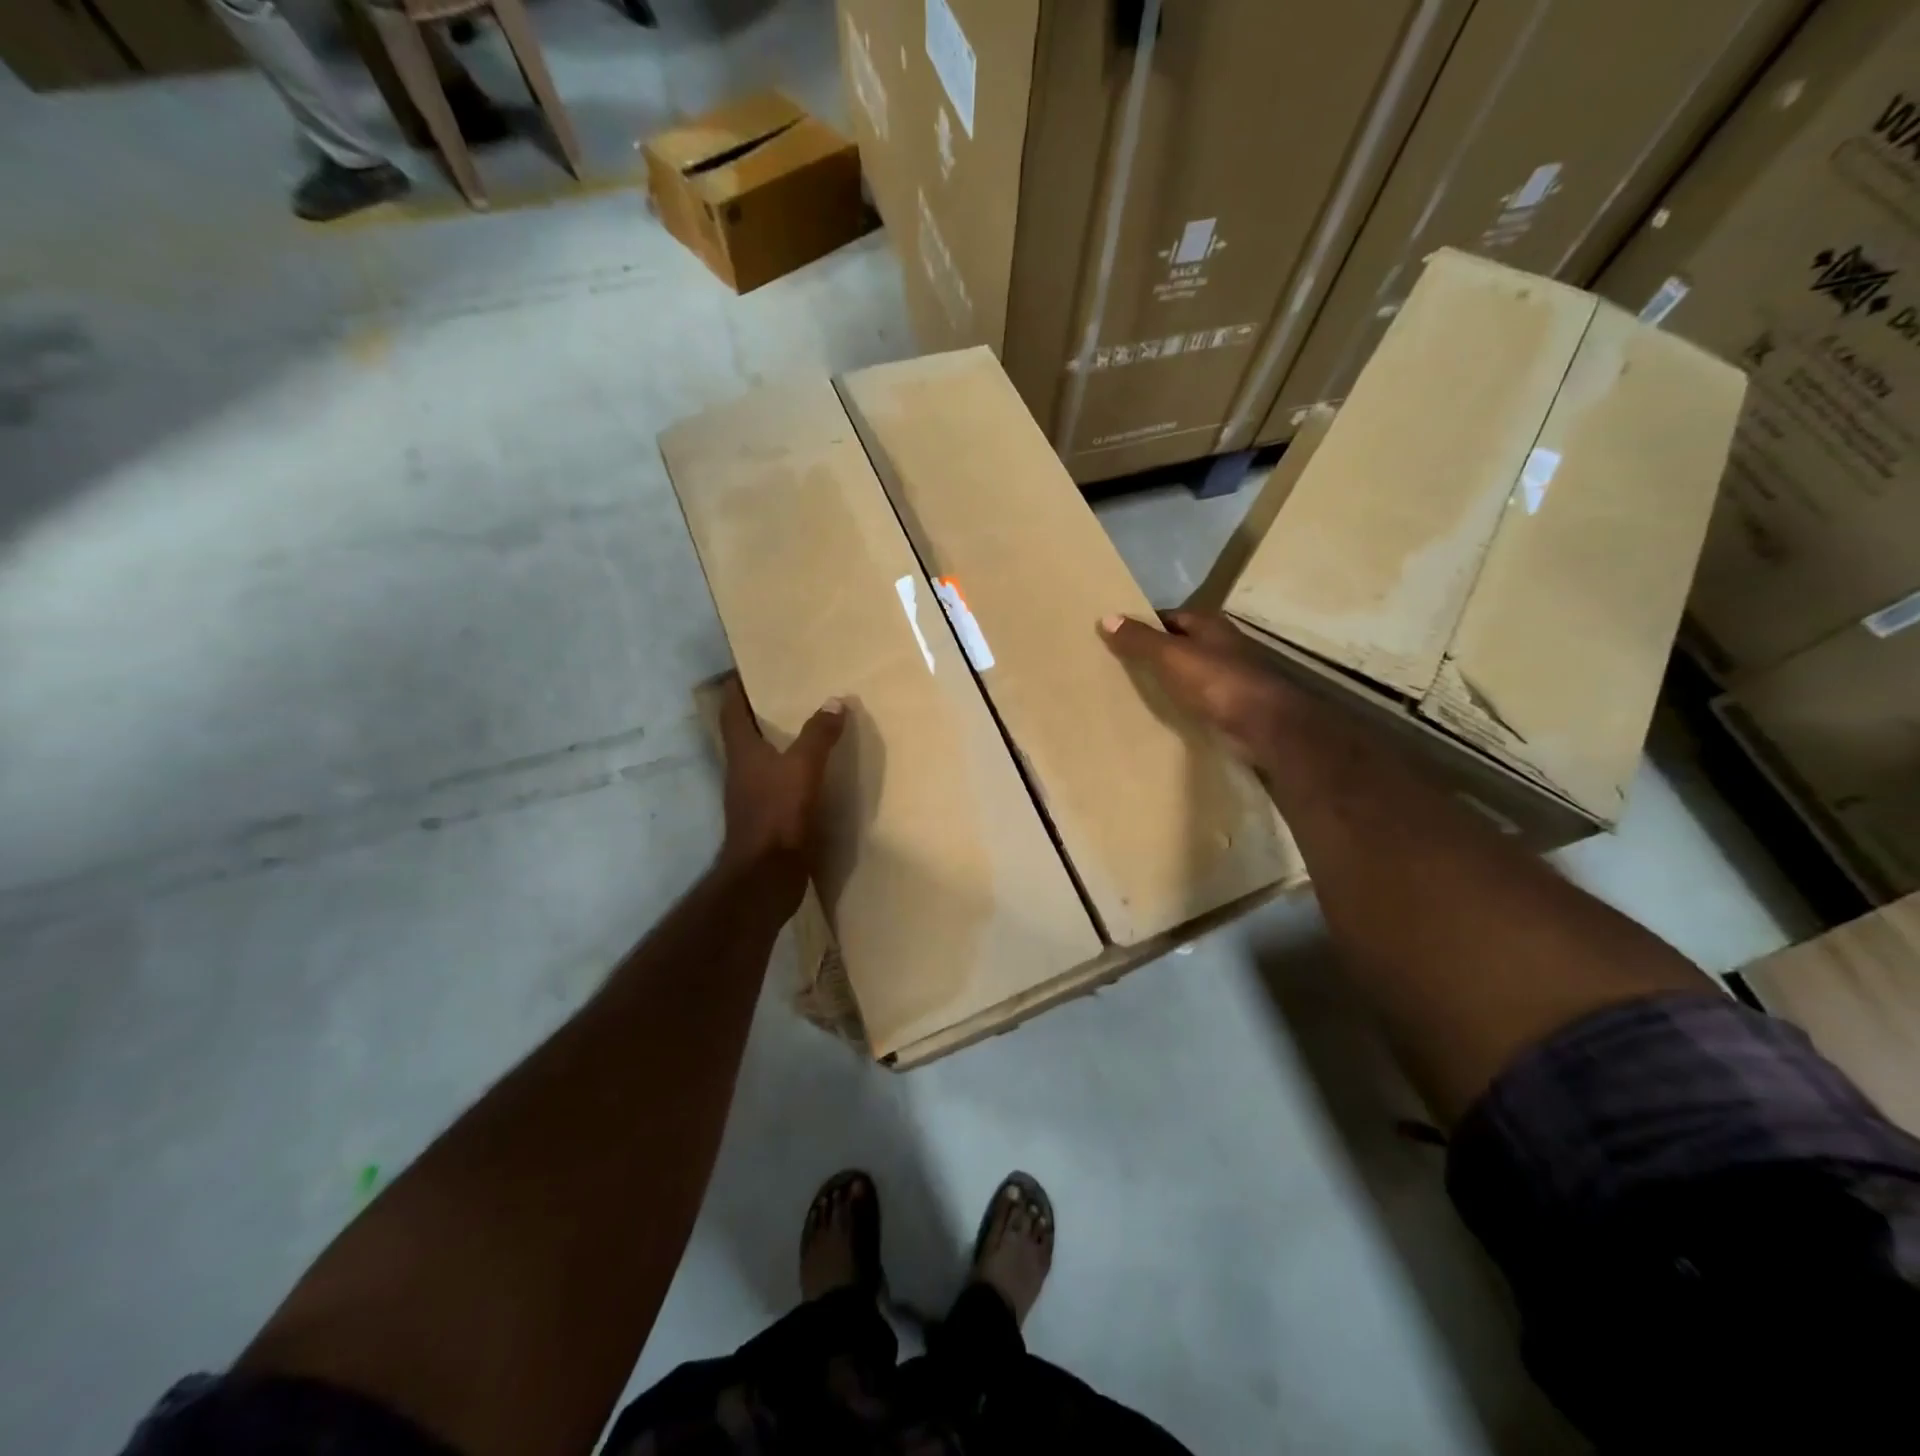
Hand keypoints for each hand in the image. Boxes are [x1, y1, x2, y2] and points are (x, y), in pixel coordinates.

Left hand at [715, 673, 846, 911]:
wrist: (766, 876)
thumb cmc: (777, 814)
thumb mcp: (802, 767)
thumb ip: (818, 734)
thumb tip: (835, 700)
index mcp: (742, 752)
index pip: (732, 709)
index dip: (738, 687)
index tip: (751, 668)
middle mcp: (742, 771)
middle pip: (747, 733)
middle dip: (765, 713)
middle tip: (793, 693)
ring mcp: (753, 797)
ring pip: (765, 760)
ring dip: (782, 744)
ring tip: (811, 727)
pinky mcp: (769, 818)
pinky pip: (781, 785)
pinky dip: (796, 773)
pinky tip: (819, 772)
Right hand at [1100, 610, 1303, 769]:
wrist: (1264, 725)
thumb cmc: (1217, 682)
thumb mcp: (1170, 656)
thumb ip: (1139, 639)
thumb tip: (1106, 617)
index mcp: (1208, 624)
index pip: (1167, 617)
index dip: (1141, 626)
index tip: (1113, 640)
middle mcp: (1220, 644)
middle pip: (1177, 643)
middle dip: (1151, 653)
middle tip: (1116, 667)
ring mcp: (1228, 675)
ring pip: (1187, 672)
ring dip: (1165, 679)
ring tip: (1131, 691)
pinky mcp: (1230, 704)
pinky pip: (1196, 697)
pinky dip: (1179, 702)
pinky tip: (1161, 713)